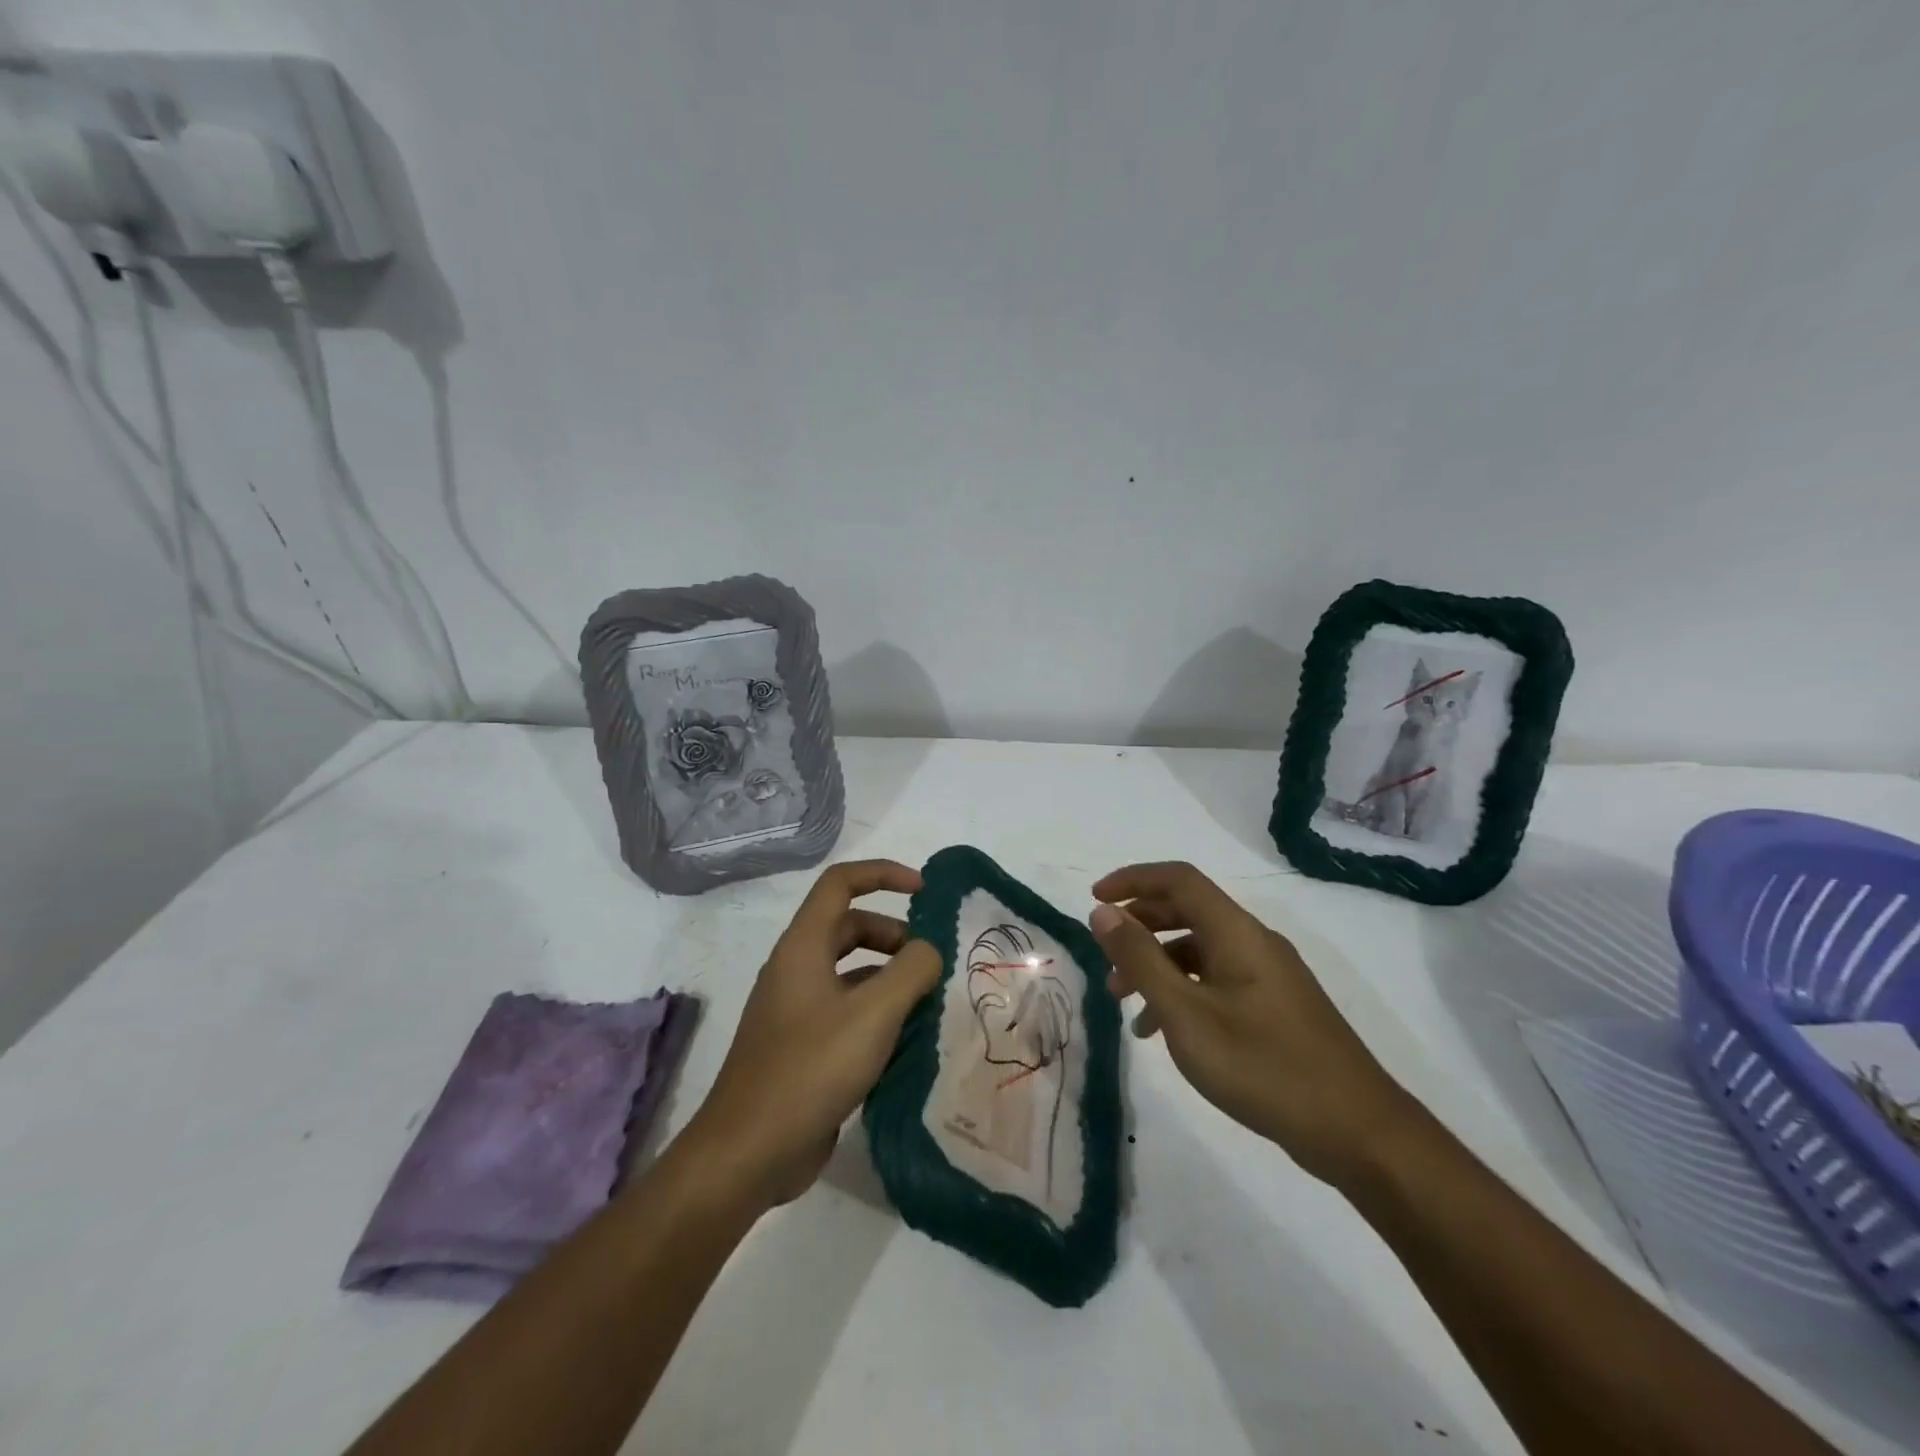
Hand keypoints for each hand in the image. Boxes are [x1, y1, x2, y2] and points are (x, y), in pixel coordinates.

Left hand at [682, 860, 940, 1209]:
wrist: (748, 1152)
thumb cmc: (811, 1069)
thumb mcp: (873, 1014)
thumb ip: (911, 971)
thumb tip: (929, 950)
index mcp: (803, 946)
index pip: (841, 883)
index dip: (883, 875)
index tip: (924, 891)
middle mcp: (796, 969)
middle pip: (849, 927)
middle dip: (893, 935)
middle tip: (929, 963)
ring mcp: (795, 1010)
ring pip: (849, 973)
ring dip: (888, 977)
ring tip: (925, 1004)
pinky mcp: (801, 1046)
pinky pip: (845, 1011)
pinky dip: (876, 1013)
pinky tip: (904, 1042)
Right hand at [1089, 861, 1415, 1188]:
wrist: (1358, 1133)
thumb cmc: (1262, 1066)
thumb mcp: (1185, 1014)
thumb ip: (1140, 959)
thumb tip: (1102, 911)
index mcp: (1236, 932)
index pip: (1179, 879)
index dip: (1133, 879)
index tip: (1094, 899)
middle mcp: (1254, 942)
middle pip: (1188, 910)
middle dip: (1140, 925)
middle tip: (1105, 954)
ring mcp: (1269, 976)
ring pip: (1200, 950)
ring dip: (1157, 964)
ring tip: (1123, 1001)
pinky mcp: (1275, 1007)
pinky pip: (1217, 980)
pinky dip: (1183, 991)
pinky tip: (1161, 1031)